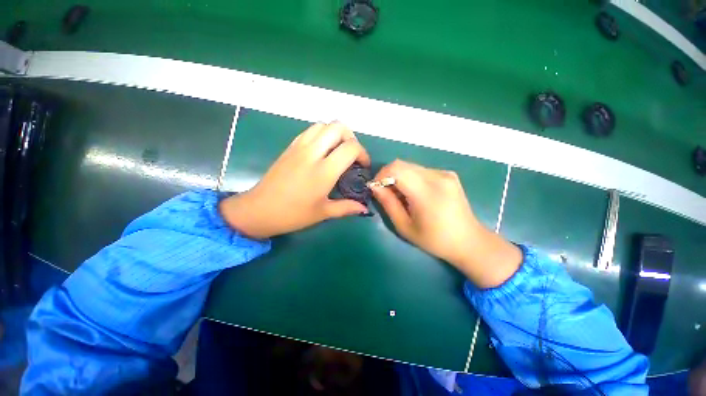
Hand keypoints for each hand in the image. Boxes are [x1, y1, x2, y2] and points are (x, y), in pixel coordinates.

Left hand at [219, 122, 369, 238]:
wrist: (259, 210)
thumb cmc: (293, 214)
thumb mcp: (323, 213)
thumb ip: (346, 207)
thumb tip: (364, 208)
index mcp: (323, 171)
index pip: (351, 147)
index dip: (363, 153)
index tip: (363, 166)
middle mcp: (312, 153)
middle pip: (338, 127)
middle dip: (351, 137)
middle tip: (351, 155)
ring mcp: (299, 147)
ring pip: (323, 125)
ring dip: (335, 133)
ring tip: (338, 150)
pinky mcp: (290, 147)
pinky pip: (310, 131)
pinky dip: (321, 134)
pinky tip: (322, 150)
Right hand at [371, 160, 521, 287]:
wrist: (469, 241)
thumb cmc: (434, 239)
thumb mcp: (404, 226)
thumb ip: (388, 203)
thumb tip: (374, 186)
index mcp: (427, 192)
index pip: (396, 169)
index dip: (381, 175)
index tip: (376, 188)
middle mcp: (437, 177)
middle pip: (402, 164)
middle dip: (389, 176)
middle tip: (387, 194)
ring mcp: (445, 173)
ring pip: (411, 166)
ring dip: (400, 178)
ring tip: (402, 197)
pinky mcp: (448, 174)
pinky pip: (421, 170)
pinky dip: (411, 179)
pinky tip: (416, 194)